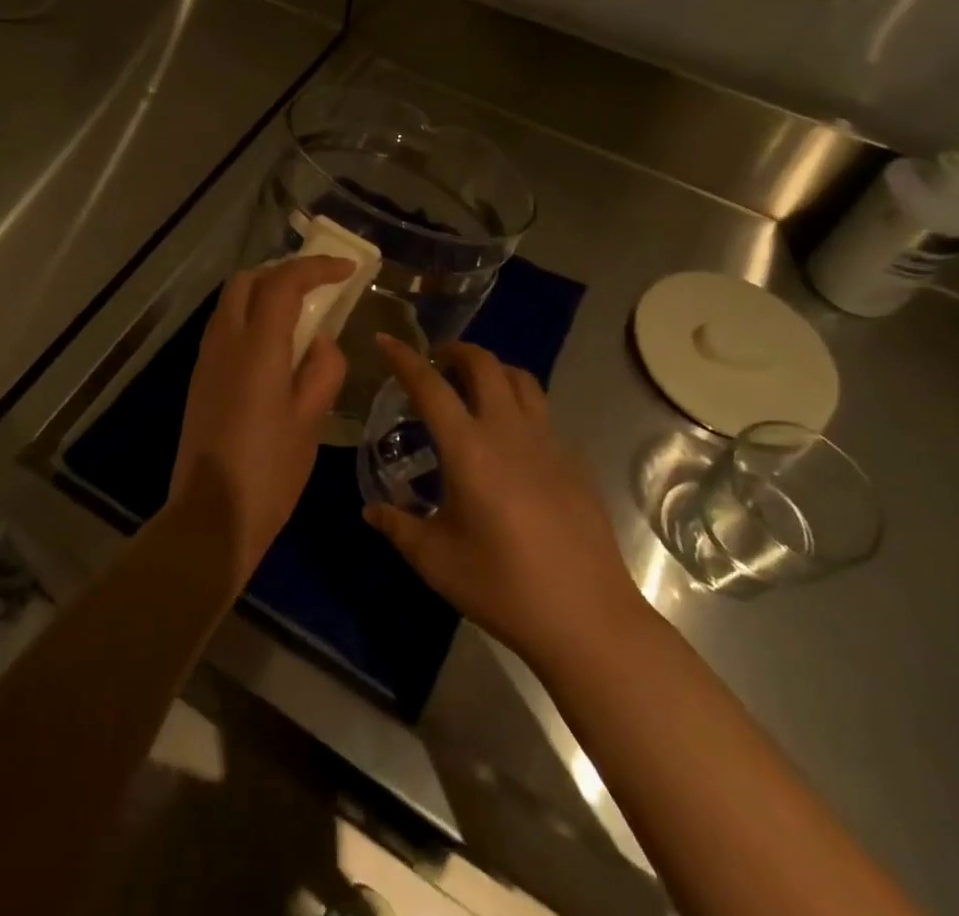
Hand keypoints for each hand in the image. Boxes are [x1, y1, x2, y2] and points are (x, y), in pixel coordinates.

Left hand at [170, 257, 352, 581]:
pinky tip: (275, 344)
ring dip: (264, 292)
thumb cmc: (270, 470)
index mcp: (256, 346)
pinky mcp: (200, 377)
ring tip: (301, 311)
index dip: (317, 268)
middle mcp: (225, 340)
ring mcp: (207, 358)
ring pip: (231, 301)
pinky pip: (225, 326)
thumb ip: (323, 369)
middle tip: (319, 286)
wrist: (211, 515)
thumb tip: (319, 342)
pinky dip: (250, 316)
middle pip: (247, 280)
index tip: (347, 269)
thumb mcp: (312, 420)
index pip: (284, 282)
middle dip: (284, 272)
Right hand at [365, 336, 642, 666]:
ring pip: (521, 380)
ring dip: (492, 370)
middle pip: (484, 364)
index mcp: (469, 449)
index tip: (385, 340)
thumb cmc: (503, 587)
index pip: (430, 386)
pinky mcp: (574, 461)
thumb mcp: (436, 560)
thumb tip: (371, 511)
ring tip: (473, 389)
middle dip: (455, 351)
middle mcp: (509, 432)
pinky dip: (518, 406)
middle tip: (435, 363)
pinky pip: (543, 413)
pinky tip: (510, 443)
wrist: (588, 619)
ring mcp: (549, 443)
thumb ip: (398, 527)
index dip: (404, 358)